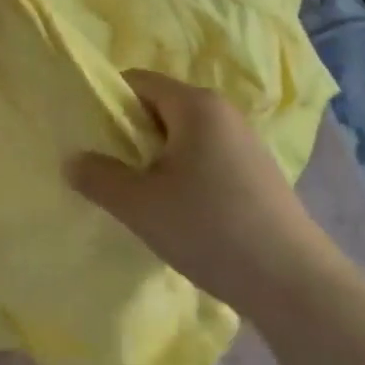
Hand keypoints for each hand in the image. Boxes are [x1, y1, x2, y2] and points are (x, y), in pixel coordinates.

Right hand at [67, 70, 332, 314]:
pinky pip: (206, 157)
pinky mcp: (257, 172)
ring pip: (184, 135)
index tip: (87, 137)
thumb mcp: (140, 205)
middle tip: (106, 168)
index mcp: (196, 105)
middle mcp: (223, 112)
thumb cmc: (209, 228)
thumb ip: (98, 177)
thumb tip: (72, 160)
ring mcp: (245, 142)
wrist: (293, 282)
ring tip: (138, 193)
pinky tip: (177, 210)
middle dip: (129, 134)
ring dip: (155, 157)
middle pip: (161, 106)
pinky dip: (183, 173)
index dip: (107, 103)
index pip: (138, 81)